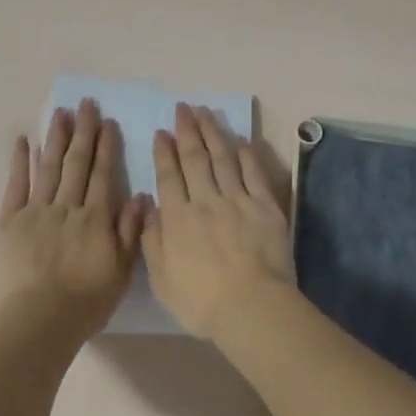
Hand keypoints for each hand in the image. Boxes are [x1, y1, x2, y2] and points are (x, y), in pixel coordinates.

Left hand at [0, 99, 145, 341]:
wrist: (40, 319)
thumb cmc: (86, 302)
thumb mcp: (121, 272)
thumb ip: (130, 232)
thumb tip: (141, 197)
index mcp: (96, 218)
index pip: (103, 174)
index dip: (107, 147)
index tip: (109, 122)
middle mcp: (67, 207)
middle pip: (77, 163)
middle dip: (83, 132)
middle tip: (86, 104)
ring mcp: (36, 211)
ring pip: (48, 167)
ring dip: (56, 138)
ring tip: (60, 112)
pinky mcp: (10, 221)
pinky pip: (16, 185)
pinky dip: (19, 162)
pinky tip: (23, 141)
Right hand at [143, 104, 293, 337]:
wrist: (250, 307)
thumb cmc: (200, 301)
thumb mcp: (161, 279)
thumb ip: (153, 241)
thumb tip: (151, 208)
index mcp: (178, 219)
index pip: (168, 177)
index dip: (164, 152)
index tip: (162, 132)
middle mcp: (205, 201)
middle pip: (195, 159)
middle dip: (188, 131)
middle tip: (183, 108)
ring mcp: (238, 201)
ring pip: (223, 159)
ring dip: (214, 133)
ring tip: (207, 112)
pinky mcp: (265, 208)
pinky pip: (254, 174)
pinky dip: (248, 155)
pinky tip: (242, 139)